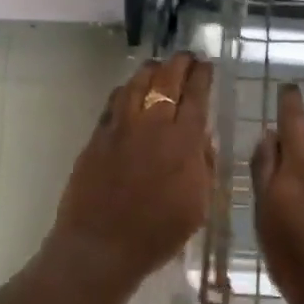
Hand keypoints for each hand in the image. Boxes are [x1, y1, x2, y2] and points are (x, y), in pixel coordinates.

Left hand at [48, 52, 213, 290]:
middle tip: (186, 57)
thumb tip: (202, 139)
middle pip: (166, 80)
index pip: (196, 96)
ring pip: (136, 84)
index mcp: (183, 143)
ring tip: (158, 66)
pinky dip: (125, 90)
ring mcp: (120, 128)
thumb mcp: (198, 205)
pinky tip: (128, 90)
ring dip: (150, 70)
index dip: (202, 76)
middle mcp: (152, 126)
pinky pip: (113, 102)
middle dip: (179, 64)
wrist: (101, 246)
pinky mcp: (97, 137)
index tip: (206, 65)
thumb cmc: (157, 234)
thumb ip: (204, 166)